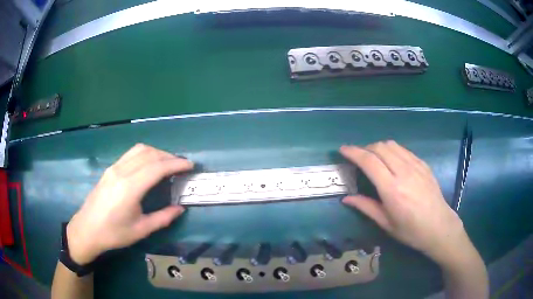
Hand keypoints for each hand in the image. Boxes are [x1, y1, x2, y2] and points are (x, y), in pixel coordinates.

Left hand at [66, 144, 192, 263]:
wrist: (87, 229)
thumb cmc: (114, 233)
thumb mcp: (141, 230)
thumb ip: (163, 218)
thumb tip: (180, 208)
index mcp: (129, 188)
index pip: (157, 167)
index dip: (175, 164)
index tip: (190, 165)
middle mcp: (121, 172)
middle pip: (149, 154)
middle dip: (168, 156)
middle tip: (181, 166)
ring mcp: (114, 168)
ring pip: (139, 150)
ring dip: (157, 153)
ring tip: (167, 163)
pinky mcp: (110, 169)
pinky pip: (131, 154)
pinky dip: (145, 154)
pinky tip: (149, 165)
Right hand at [340, 141, 470, 265]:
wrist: (439, 226)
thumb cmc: (410, 230)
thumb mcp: (386, 223)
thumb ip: (365, 207)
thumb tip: (346, 199)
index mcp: (392, 189)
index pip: (369, 161)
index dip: (353, 152)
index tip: (343, 150)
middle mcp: (403, 172)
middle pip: (380, 147)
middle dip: (365, 148)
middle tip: (358, 159)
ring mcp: (416, 166)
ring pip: (392, 145)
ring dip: (378, 147)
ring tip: (374, 158)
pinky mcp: (423, 164)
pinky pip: (404, 150)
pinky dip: (392, 150)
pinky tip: (392, 162)